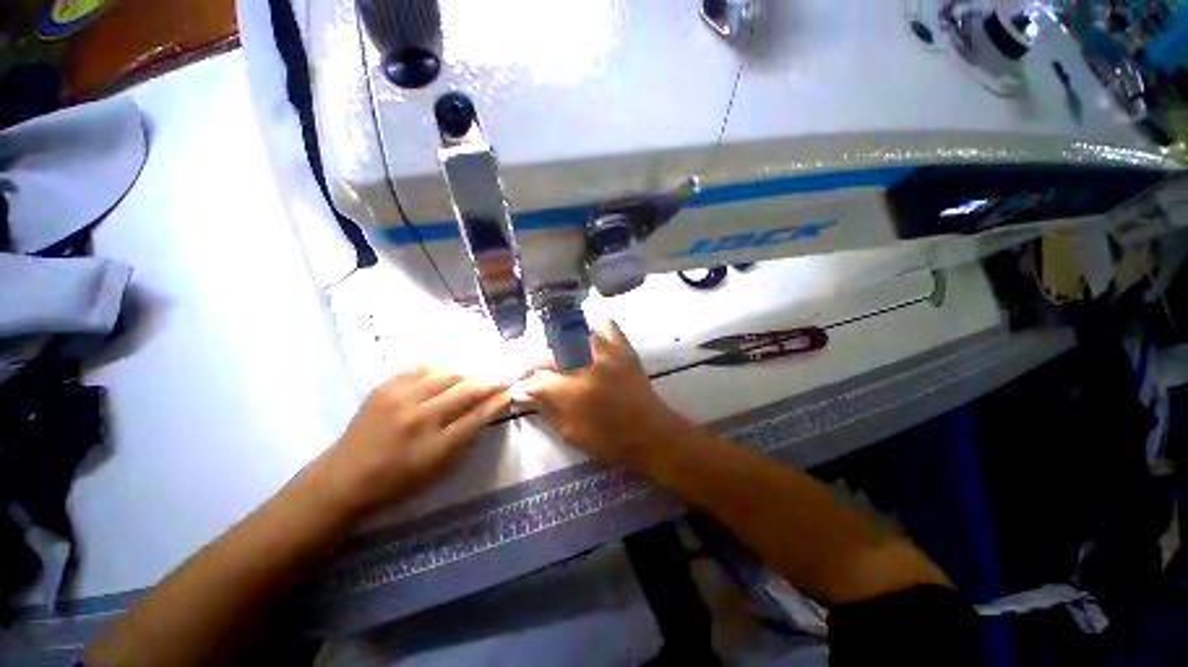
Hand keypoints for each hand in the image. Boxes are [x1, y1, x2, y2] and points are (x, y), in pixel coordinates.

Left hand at [319, 369, 509, 514]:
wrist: (344, 478)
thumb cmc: (398, 481)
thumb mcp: (439, 469)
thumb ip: (466, 439)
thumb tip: (486, 410)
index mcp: (435, 445)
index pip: (478, 415)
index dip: (498, 401)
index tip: (510, 391)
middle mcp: (421, 417)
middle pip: (466, 390)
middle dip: (489, 382)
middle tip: (500, 378)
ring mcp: (401, 399)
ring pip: (447, 375)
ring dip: (467, 374)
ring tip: (475, 375)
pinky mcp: (385, 387)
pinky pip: (422, 369)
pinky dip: (441, 369)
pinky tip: (447, 372)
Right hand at [519, 322, 693, 462]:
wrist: (651, 433)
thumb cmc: (610, 439)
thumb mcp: (571, 433)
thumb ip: (546, 410)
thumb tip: (526, 393)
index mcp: (572, 390)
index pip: (537, 378)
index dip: (525, 383)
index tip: (521, 386)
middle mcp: (586, 365)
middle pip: (550, 354)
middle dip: (537, 365)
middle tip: (536, 376)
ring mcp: (607, 353)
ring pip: (574, 336)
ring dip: (560, 347)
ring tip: (558, 360)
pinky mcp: (624, 349)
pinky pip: (608, 327)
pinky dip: (596, 329)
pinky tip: (589, 337)